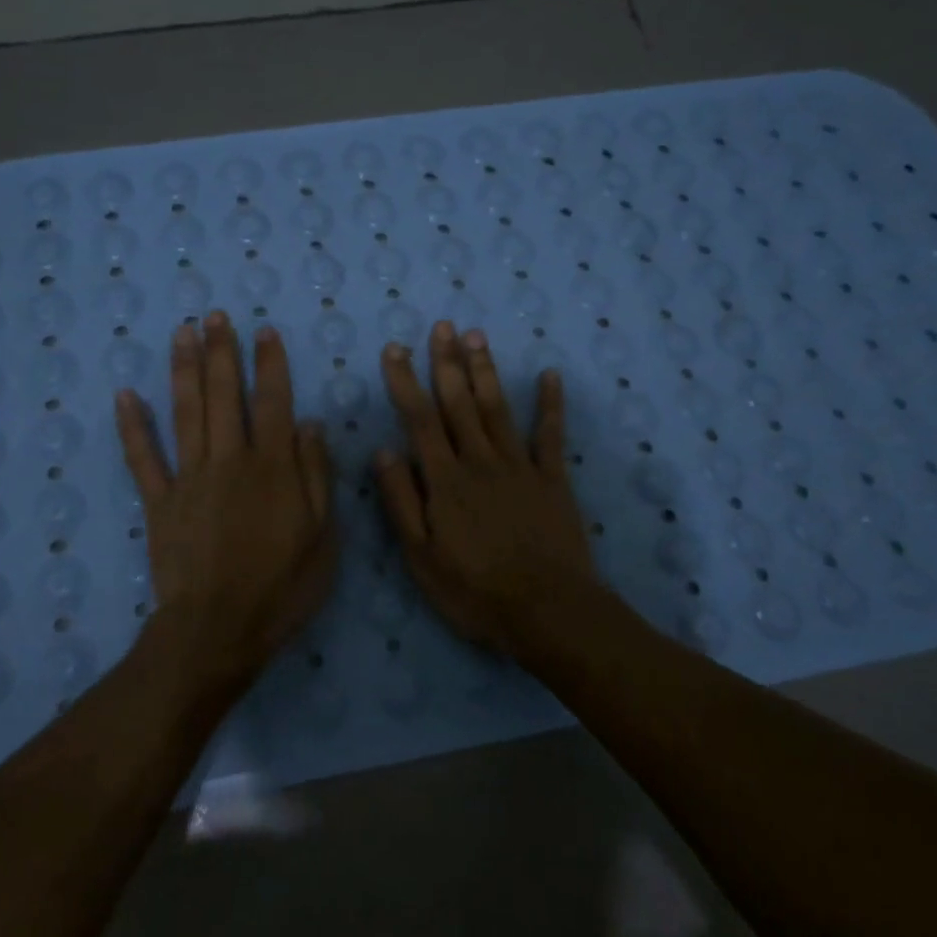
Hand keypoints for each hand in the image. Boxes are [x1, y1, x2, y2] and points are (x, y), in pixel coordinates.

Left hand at [115, 312, 336, 687]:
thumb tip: (309, 424)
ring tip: (181, 332)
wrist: (219, 629)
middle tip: (214, 315)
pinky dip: (133, 426)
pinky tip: (125, 395)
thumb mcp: (322, 535)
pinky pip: (143, 458)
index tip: (264, 332)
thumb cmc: (281, 586)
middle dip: (221, 352)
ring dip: (183, 369)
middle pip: (223, 395)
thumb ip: (316, 475)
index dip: (269, 364)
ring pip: (185, 413)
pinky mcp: (159, 502)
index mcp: (272, 467)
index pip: (272, 402)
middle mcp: (228, 460)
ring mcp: (189, 478)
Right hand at [372, 322, 597, 653]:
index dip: (406, 382)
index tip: (396, 349)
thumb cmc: (475, 590)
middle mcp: (480, 461)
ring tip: (476, 336)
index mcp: (445, 480)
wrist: (547, 611)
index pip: (420, 420)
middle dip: (447, 362)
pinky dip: (551, 404)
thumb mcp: (421, 556)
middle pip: (459, 403)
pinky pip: (551, 434)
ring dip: (485, 371)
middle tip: (442, 325)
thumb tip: (383, 451)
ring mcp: (520, 466)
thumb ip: (402, 501)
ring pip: (497, 408)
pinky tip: (550, 375)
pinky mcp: (552, 479)